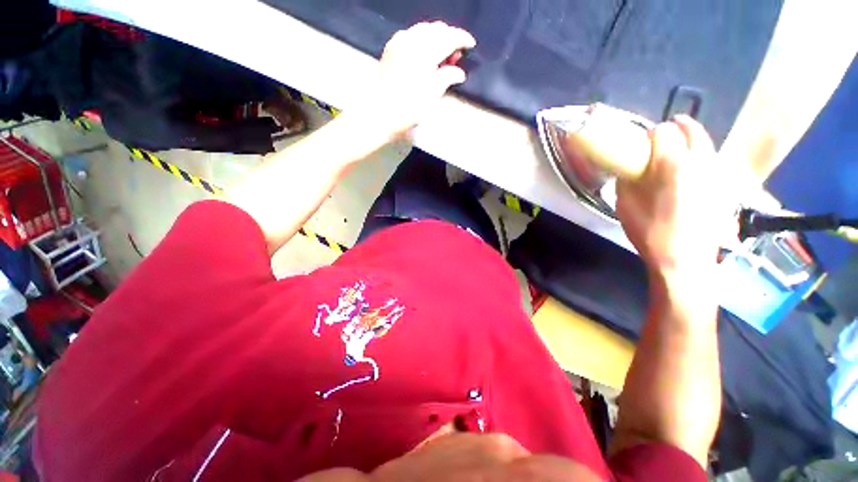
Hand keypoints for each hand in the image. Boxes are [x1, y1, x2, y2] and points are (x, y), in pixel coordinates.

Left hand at [360, 22, 476, 140]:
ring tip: (440, 56)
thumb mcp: (433, 96)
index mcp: (424, 54)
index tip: (471, 45)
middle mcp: (411, 41)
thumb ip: (447, 77)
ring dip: (436, 37)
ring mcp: (399, 42)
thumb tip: (459, 72)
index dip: (462, 38)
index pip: (448, 37)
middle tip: (455, 56)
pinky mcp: (391, 47)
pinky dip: (421, 39)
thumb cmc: (410, 109)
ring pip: (423, 29)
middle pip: (437, 29)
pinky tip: (424, 53)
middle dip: (449, 38)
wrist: (384, 114)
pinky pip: (410, 34)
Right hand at [617, 115, 732, 278]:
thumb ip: (626, 181)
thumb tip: (629, 168)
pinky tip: (690, 170)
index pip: (664, 132)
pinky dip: (701, 156)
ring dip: (690, 140)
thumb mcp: (625, 206)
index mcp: (673, 167)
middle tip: (663, 135)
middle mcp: (700, 163)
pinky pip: (713, 160)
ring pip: (706, 143)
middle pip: (691, 130)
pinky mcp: (724, 187)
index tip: (642, 142)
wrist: (684, 260)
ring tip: (677, 150)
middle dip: (676, 128)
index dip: (651, 133)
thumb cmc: (650, 233)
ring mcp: (717, 174)